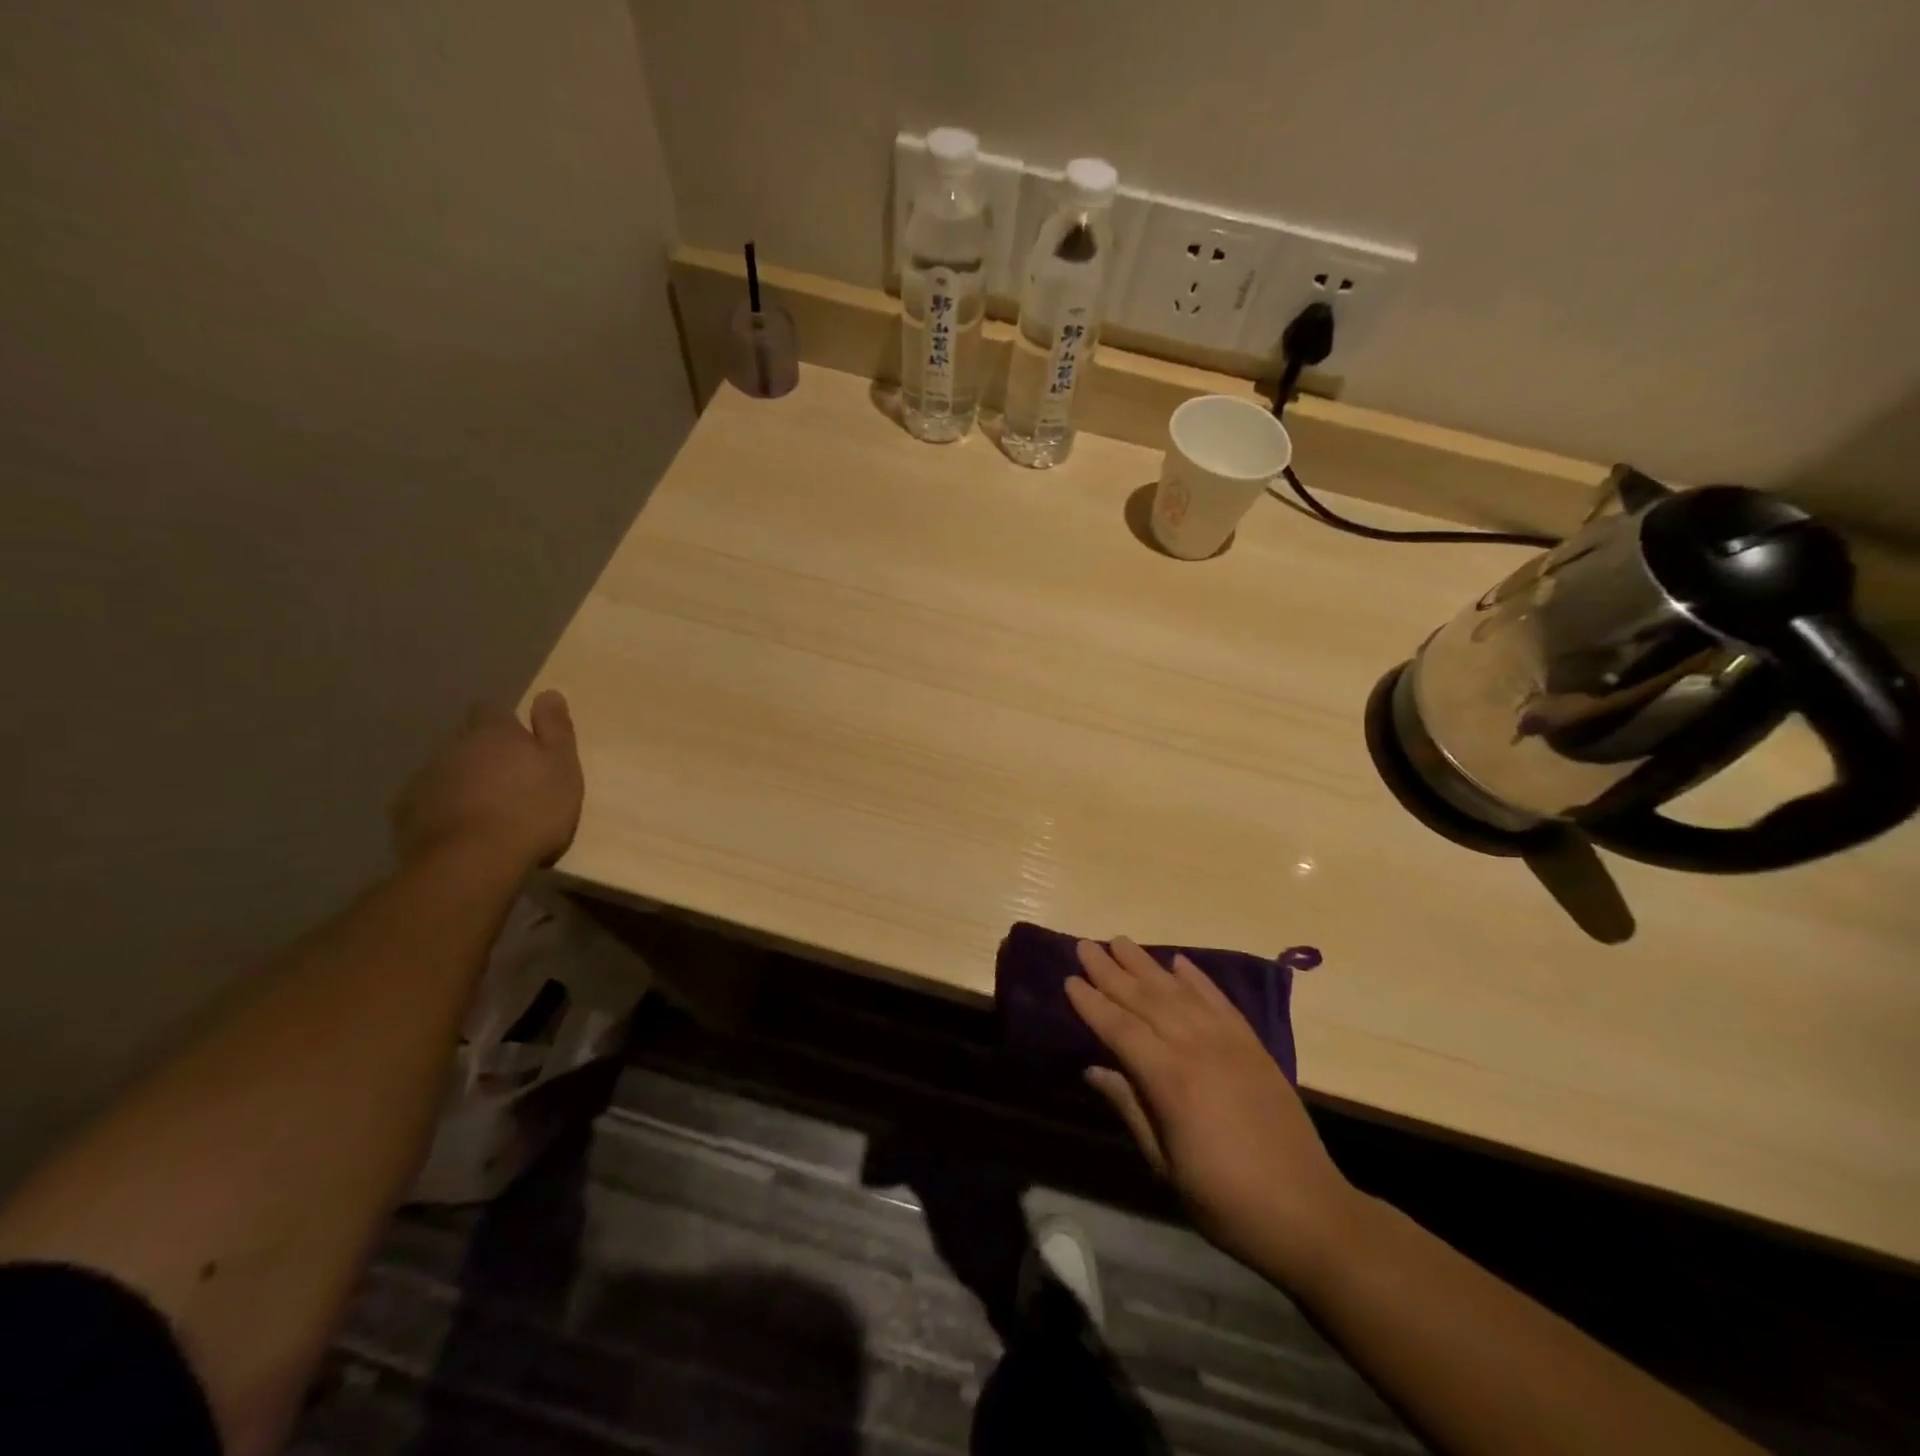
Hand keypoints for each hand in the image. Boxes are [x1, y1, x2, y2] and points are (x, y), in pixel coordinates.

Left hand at [389, 690, 583, 870]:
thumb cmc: (531, 810)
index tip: (522, 744)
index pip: (492, 710)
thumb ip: (555, 729)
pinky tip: (462, 833)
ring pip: (447, 773)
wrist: (472, 862)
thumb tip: (548, 693)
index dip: (505, 724)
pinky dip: (443, 812)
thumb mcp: (562, 767)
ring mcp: (424, 779)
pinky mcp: (405, 813)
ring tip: (487, 815)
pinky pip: (427, 804)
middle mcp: (453, 747)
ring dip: (464, 785)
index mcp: (494, 733)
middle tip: (511, 786)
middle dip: (485, 757)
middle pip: (468, 743)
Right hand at [1067, 938, 1360, 1288]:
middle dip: (1112, 970)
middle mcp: (1197, 1048)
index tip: (1069, 979)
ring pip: (1179, 992)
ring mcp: (1229, 1042)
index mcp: (1170, 1081)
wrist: (1308, 1212)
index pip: (1120, 1029)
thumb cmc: (1225, 1200)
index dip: (1092, 1003)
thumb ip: (1131, 1108)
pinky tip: (1179, 962)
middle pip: (1146, 999)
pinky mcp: (1253, 1045)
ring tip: (1121, 941)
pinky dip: (1197, 979)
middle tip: (1086, 944)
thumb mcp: (1165, 1165)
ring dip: (1147, 964)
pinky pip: (1219, 1001)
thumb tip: (1094, 1069)